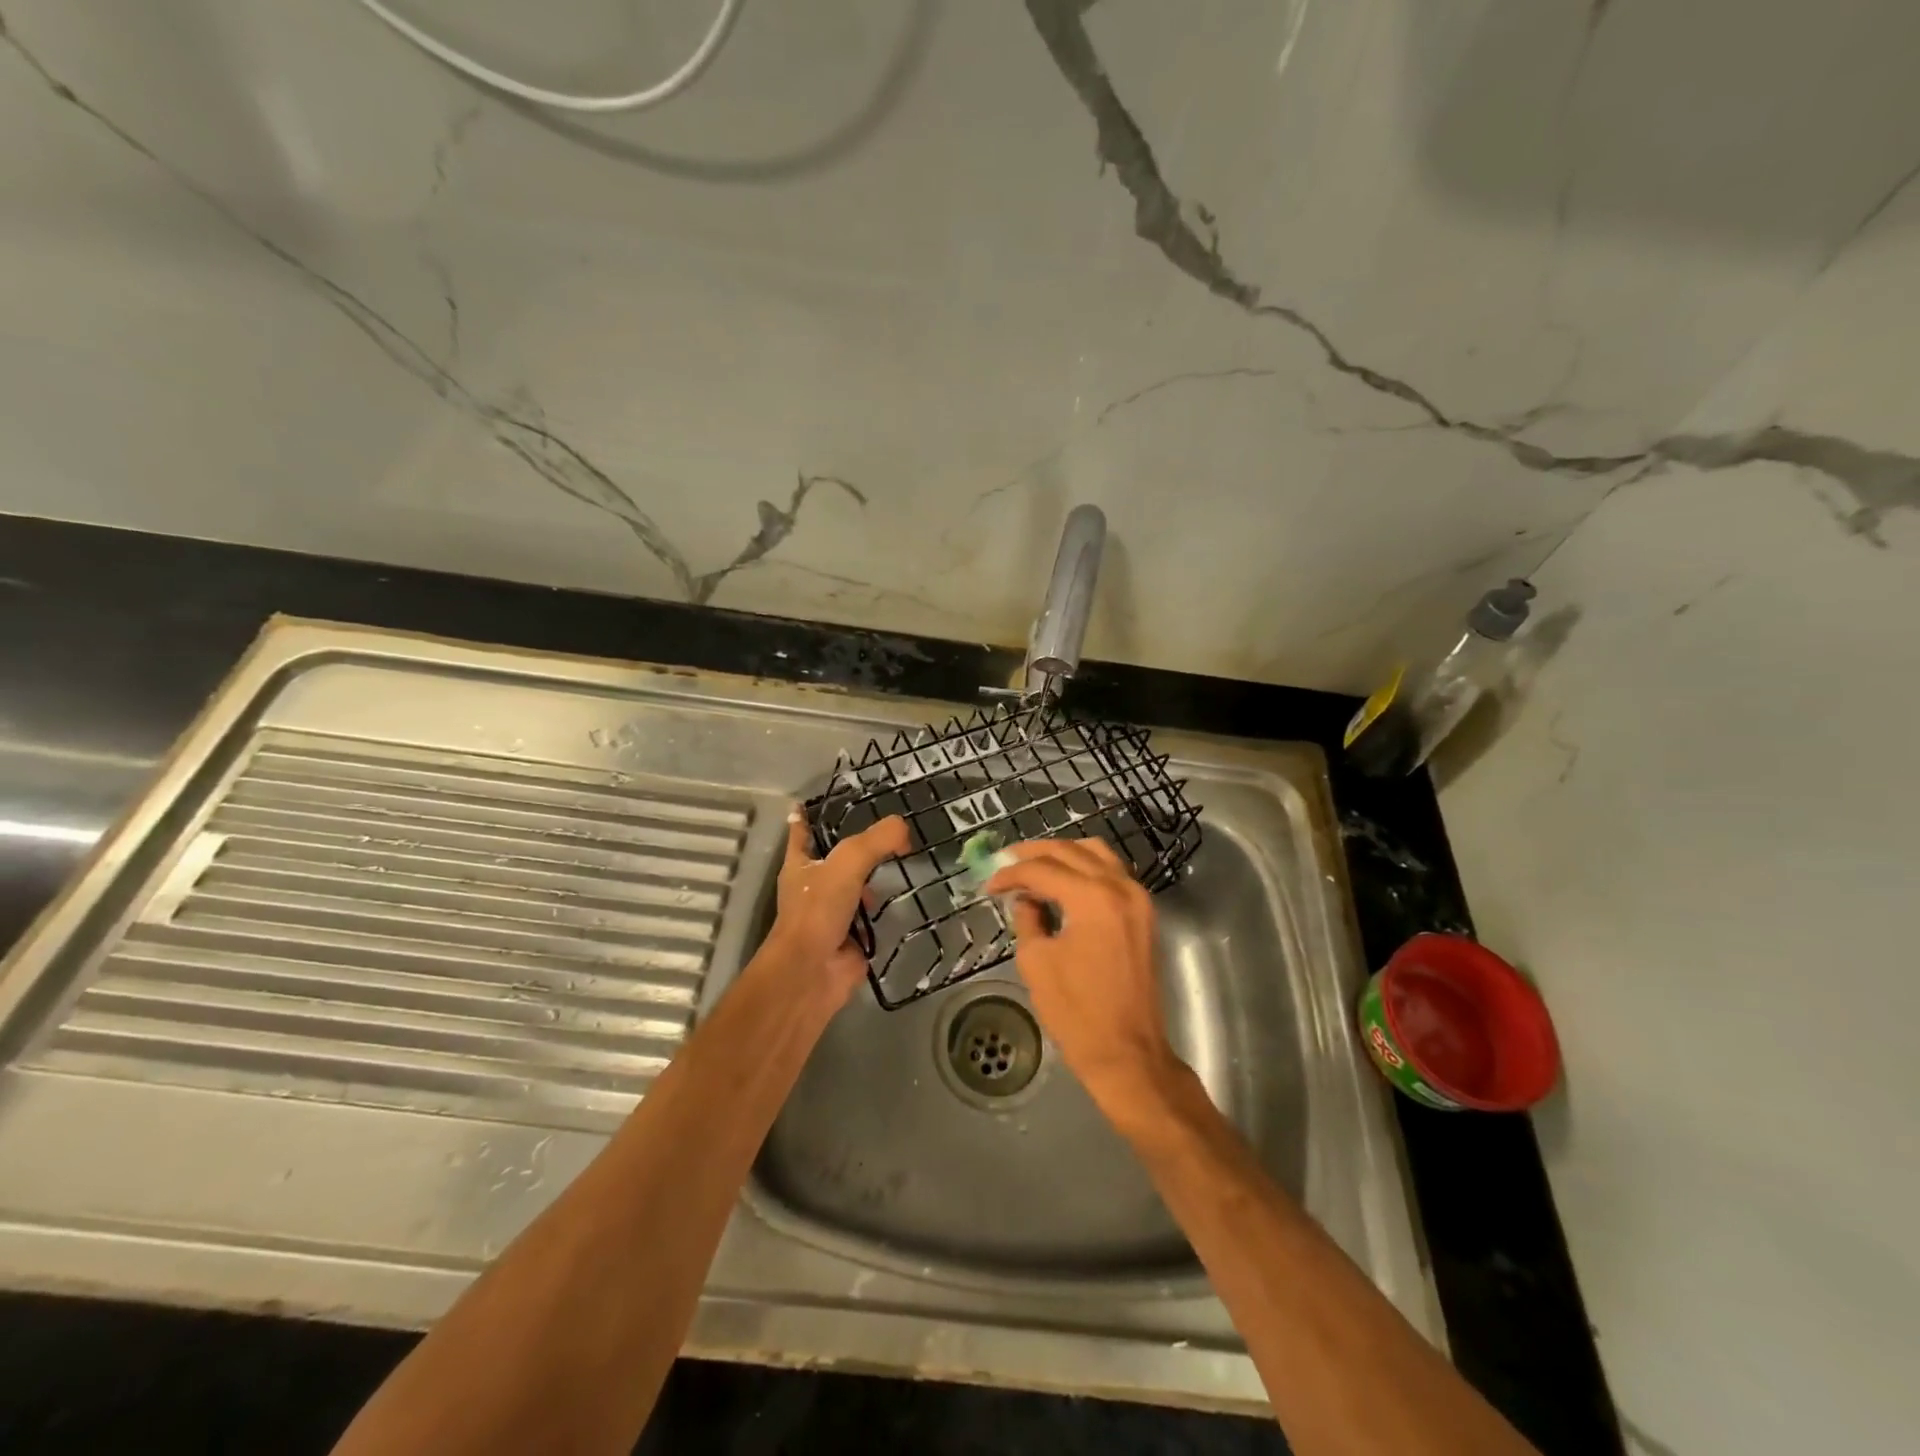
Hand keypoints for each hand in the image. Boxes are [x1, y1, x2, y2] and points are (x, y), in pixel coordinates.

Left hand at [768, 808, 909, 1003]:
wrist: (813, 971)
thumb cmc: (819, 909)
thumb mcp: (848, 862)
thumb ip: (877, 840)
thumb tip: (904, 828)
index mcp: (800, 865)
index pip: (801, 833)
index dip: (805, 818)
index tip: (806, 803)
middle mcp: (813, 887)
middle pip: (835, 859)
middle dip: (855, 848)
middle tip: (883, 832)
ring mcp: (832, 913)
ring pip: (855, 887)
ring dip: (873, 880)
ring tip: (901, 860)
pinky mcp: (852, 937)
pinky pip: (871, 917)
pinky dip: (885, 910)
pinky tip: (904, 898)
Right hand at [985, 838, 1182, 1119]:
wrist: (1128, 1053)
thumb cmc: (1077, 1012)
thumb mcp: (1036, 961)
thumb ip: (1028, 918)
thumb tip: (1026, 899)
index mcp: (1093, 898)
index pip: (1043, 869)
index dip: (1011, 874)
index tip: (989, 884)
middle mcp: (1120, 887)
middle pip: (1071, 851)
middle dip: (1034, 854)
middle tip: (1006, 863)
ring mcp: (1138, 898)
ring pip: (1097, 853)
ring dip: (1063, 854)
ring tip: (1033, 866)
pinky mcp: (1143, 914)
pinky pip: (1113, 872)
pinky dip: (1086, 867)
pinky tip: (1064, 881)